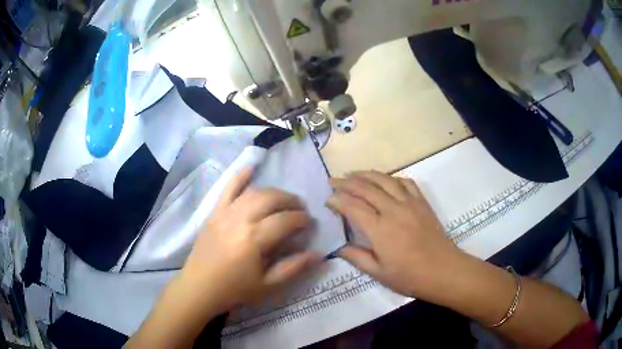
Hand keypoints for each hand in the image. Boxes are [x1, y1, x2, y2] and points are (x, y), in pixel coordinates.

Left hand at [180, 167, 321, 312]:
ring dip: (273, 192)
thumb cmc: (235, 289)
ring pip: (254, 192)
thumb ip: (294, 268)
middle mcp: (240, 219)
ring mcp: (225, 212)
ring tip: (283, 200)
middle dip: (291, 201)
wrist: (200, 287)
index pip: (285, 220)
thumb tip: (319, 254)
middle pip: (271, 199)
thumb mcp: (268, 285)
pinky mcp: (214, 212)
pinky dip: (240, 176)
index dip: (301, 219)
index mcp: (254, 239)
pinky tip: (251, 167)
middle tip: (300, 210)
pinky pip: (227, 188)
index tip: (309, 224)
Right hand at [328, 171, 463, 299]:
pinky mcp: (422, 202)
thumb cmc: (410, 276)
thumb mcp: (379, 273)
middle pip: (366, 188)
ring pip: (385, 180)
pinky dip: (392, 178)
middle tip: (333, 180)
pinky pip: (406, 182)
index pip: (353, 207)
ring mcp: (410, 203)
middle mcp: (393, 210)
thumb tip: (338, 248)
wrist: (443, 270)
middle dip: (346, 182)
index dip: (337, 200)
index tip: (328, 199)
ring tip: (353, 173)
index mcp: (380, 229)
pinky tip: (386, 180)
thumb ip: (357, 258)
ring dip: (367, 174)